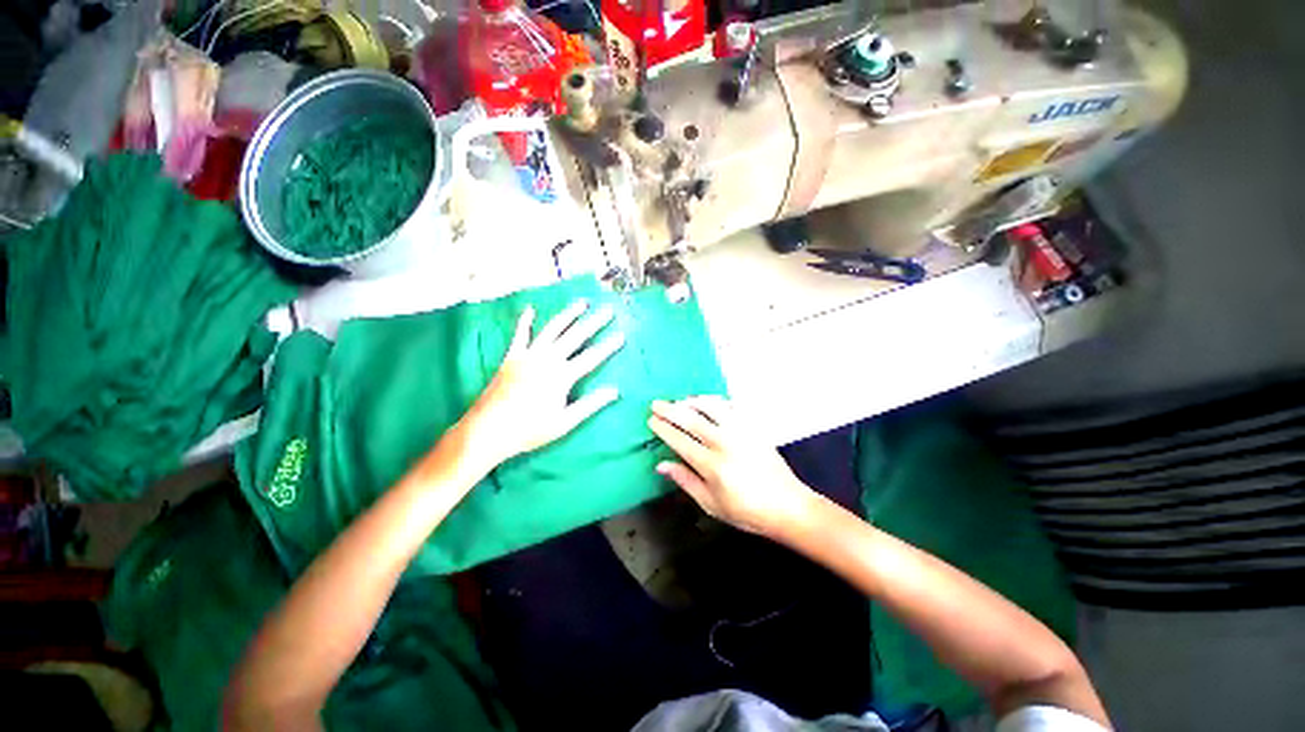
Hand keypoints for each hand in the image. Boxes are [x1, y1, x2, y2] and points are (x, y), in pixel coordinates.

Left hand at [458, 299, 624, 469]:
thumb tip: (615, 391)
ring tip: (581, 303)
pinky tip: (530, 309)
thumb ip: (590, 404)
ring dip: (568, 314)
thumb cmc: (530, 429)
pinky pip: (520, 335)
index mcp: (562, 376)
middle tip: (608, 310)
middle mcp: (547, 359)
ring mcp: (528, 355)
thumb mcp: (565, 422)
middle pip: (575, 336)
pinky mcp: (512, 357)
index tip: (622, 334)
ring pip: (552, 329)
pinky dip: (525, 321)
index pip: (592, 357)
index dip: (608, 346)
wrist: (488, 430)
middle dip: (594, 322)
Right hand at [647, 397, 819, 537]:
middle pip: (691, 419)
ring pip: (710, 407)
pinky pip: (731, 406)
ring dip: (691, 401)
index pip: (680, 440)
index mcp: (712, 465)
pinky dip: (715, 401)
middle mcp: (724, 443)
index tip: (651, 419)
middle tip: (656, 403)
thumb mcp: (711, 504)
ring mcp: (741, 431)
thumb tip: (661, 464)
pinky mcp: (753, 427)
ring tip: (679, 401)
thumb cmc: (746, 511)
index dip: (663, 428)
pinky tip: (707, 402)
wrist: (788, 506)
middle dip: (670, 409)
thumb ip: (685, 481)